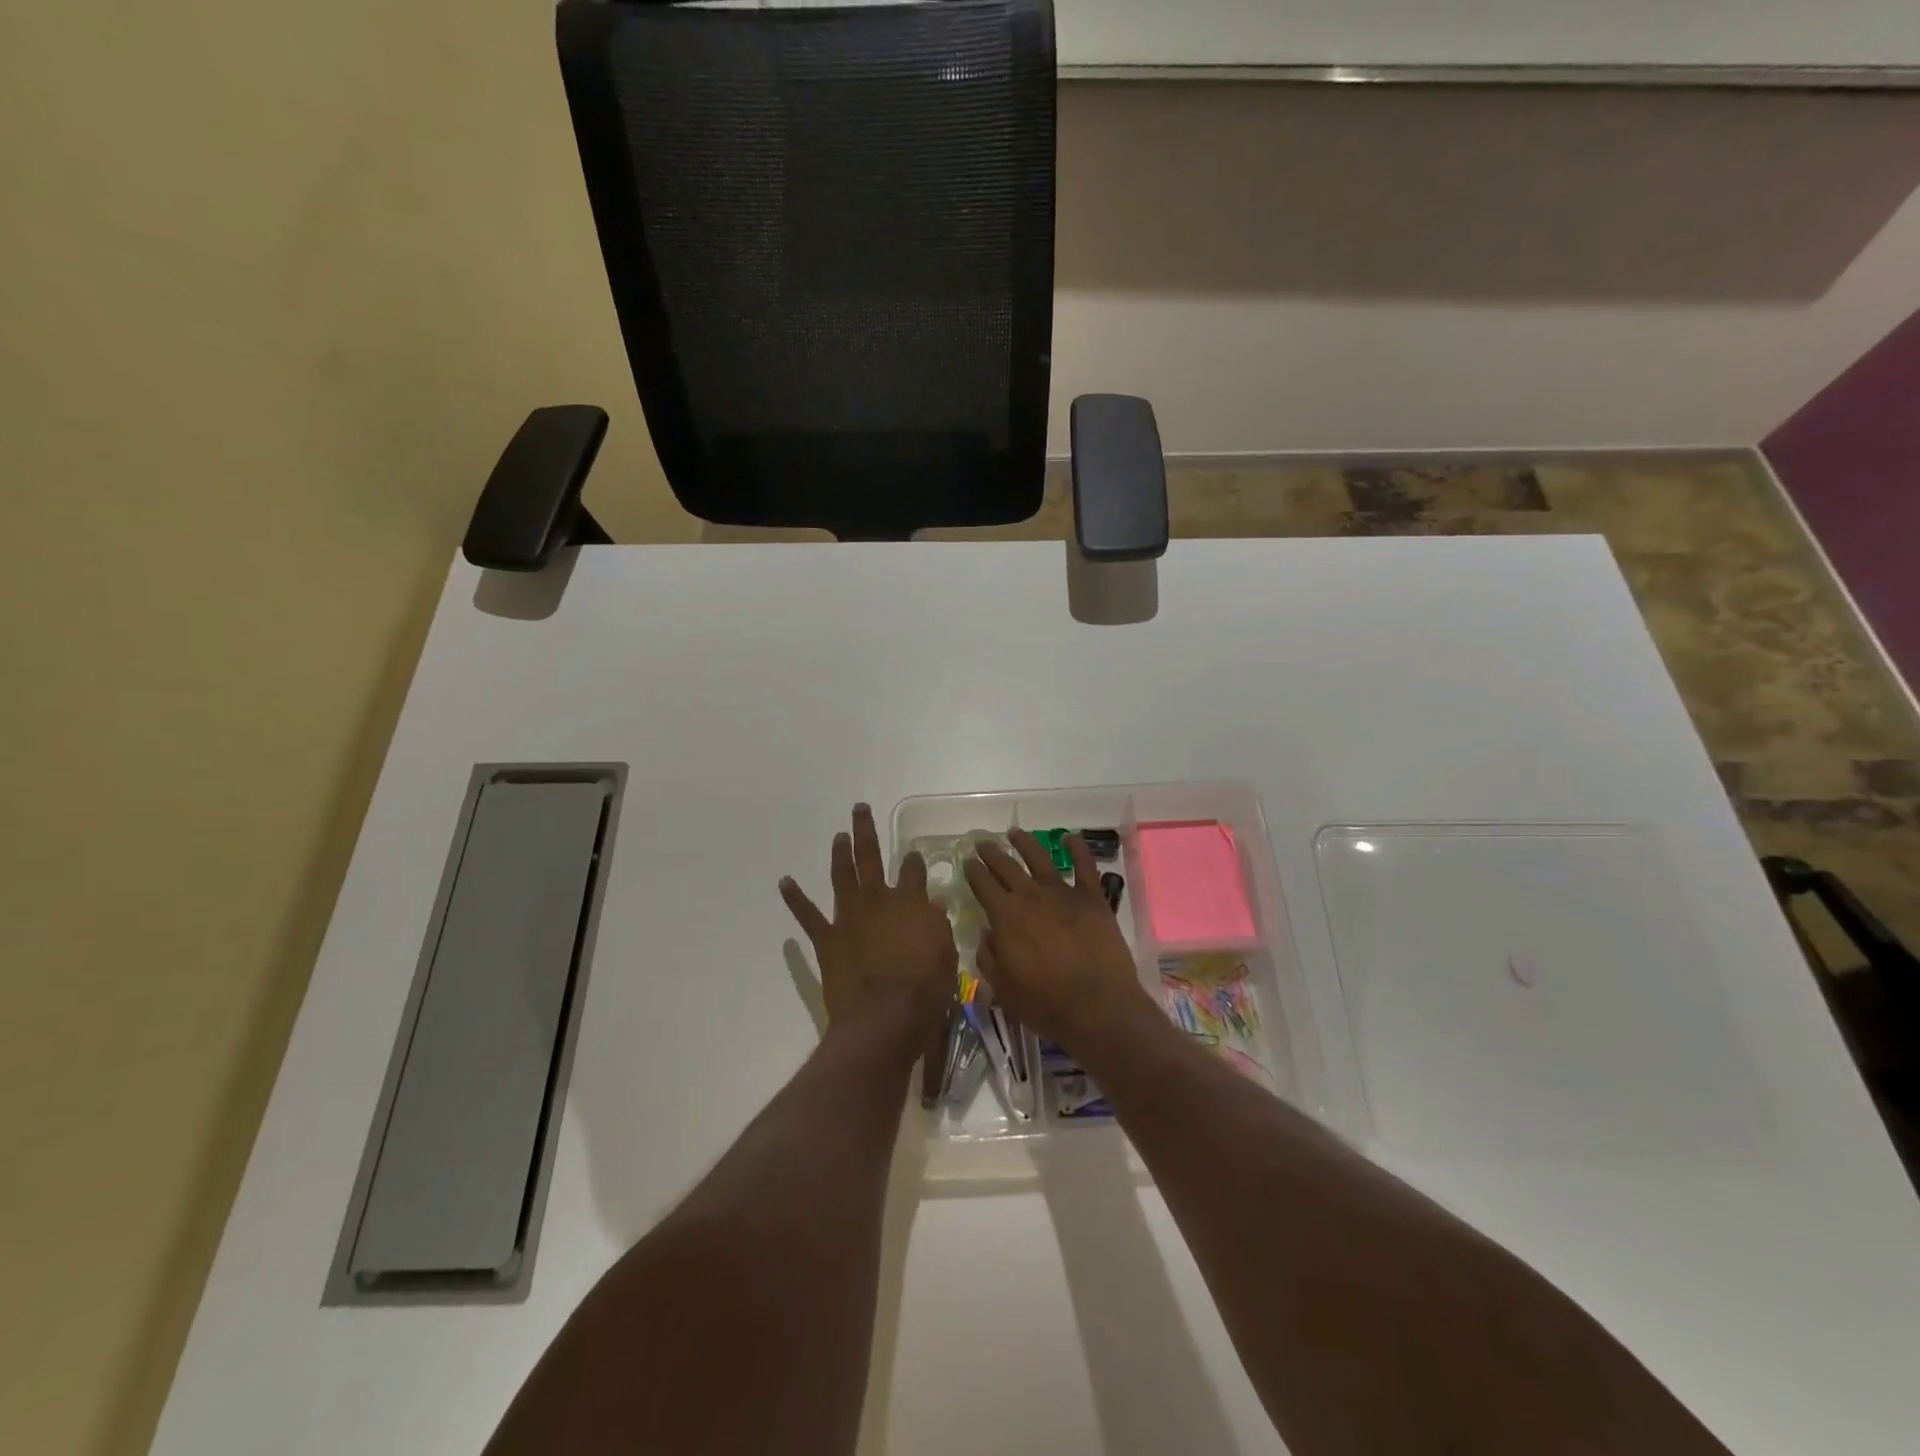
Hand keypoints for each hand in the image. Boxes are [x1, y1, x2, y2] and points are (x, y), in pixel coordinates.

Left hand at [781, 804, 957, 1052]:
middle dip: (865, 831)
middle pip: (871, 857)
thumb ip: (937, 925)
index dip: (914, 861)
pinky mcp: (827, 938)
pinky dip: (795, 898)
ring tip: (839, 836)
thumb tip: (932, 904)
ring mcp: (849, 916)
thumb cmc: (925, 988)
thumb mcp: (946, 953)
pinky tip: (785, 882)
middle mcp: (878, 900)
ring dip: (840, 854)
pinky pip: (807, 915)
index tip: (913, 855)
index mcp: (911, 902)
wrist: (884, 1016)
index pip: (914, 871)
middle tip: (859, 809)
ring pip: (842, 876)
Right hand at [964, 829, 1154, 1051]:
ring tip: (1014, 833)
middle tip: (982, 843)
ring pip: (1039, 858)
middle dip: (992, 853)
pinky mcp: (1092, 898)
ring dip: (1025, 843)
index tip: (967, 861)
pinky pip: (1084, 865)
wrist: (1098, 1007)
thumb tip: (986, 932)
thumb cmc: (1045, 1004)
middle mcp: (1030, 896)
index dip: (973, 871)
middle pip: (1006, 866)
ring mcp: (1063, 893)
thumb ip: (989, 956)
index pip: (982, 884)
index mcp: (1005, 916)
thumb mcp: (1003, 988)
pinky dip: (1077, 848)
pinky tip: (1070, 837)